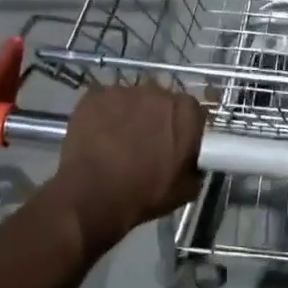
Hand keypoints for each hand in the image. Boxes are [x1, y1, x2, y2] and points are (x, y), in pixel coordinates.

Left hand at [48, 83, 205, 253]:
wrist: (92, 196)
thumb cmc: (144, 194)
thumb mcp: (185, 190)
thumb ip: (195, 166)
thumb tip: (191, 162)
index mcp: (186, 111)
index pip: (192, 112)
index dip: (184, 129)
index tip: (175, 145)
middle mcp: (158, 92)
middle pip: (161, 101)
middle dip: (156, 118)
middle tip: (145, 144)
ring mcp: (123, 91)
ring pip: (131, 100)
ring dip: (128, 115)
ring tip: (116, 142)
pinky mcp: (94, 96)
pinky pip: (103, 103)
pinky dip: (102, 116)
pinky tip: (96, 137)